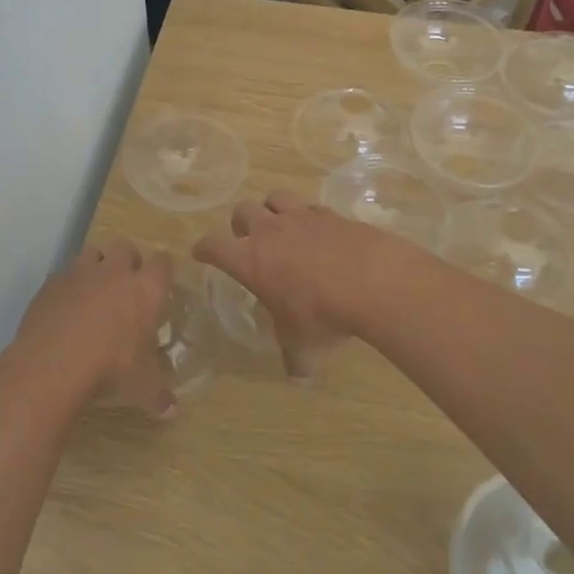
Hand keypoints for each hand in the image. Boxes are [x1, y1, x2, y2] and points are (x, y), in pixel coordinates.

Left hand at [13, 240, 176, 415]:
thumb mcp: (142, 388)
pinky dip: (67, 285)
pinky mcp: (50, 283)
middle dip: (128, 261)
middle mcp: (114, 272)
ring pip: (92, 252)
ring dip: (96, 266)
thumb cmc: (109, 370)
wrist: (52, 365)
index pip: (163, 264)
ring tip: (94, 291)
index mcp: (145, 290)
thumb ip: (159, 395)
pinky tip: (64, 308)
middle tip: (126, 286)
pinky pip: (63, 274)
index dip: (162, 271)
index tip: (160, 285)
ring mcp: (79, 273)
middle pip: (126, 248)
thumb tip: (172, 410)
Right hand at [193, 191, 421, 381]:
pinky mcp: (332, 214)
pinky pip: (312, 207)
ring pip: (275, 197)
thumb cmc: (321, 315)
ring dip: (272, 209)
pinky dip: (310, 217)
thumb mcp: (303, 346)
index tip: (201, 253)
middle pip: (242, 211)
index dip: (204, 249)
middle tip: (247, 240)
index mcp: (249, 259)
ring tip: (280, 225)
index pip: (213, 246)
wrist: (372, 282)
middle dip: (240, 224)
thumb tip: (298, 376)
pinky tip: (320, 232)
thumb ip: (295, 358)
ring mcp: (301, 217)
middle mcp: (269, 231)